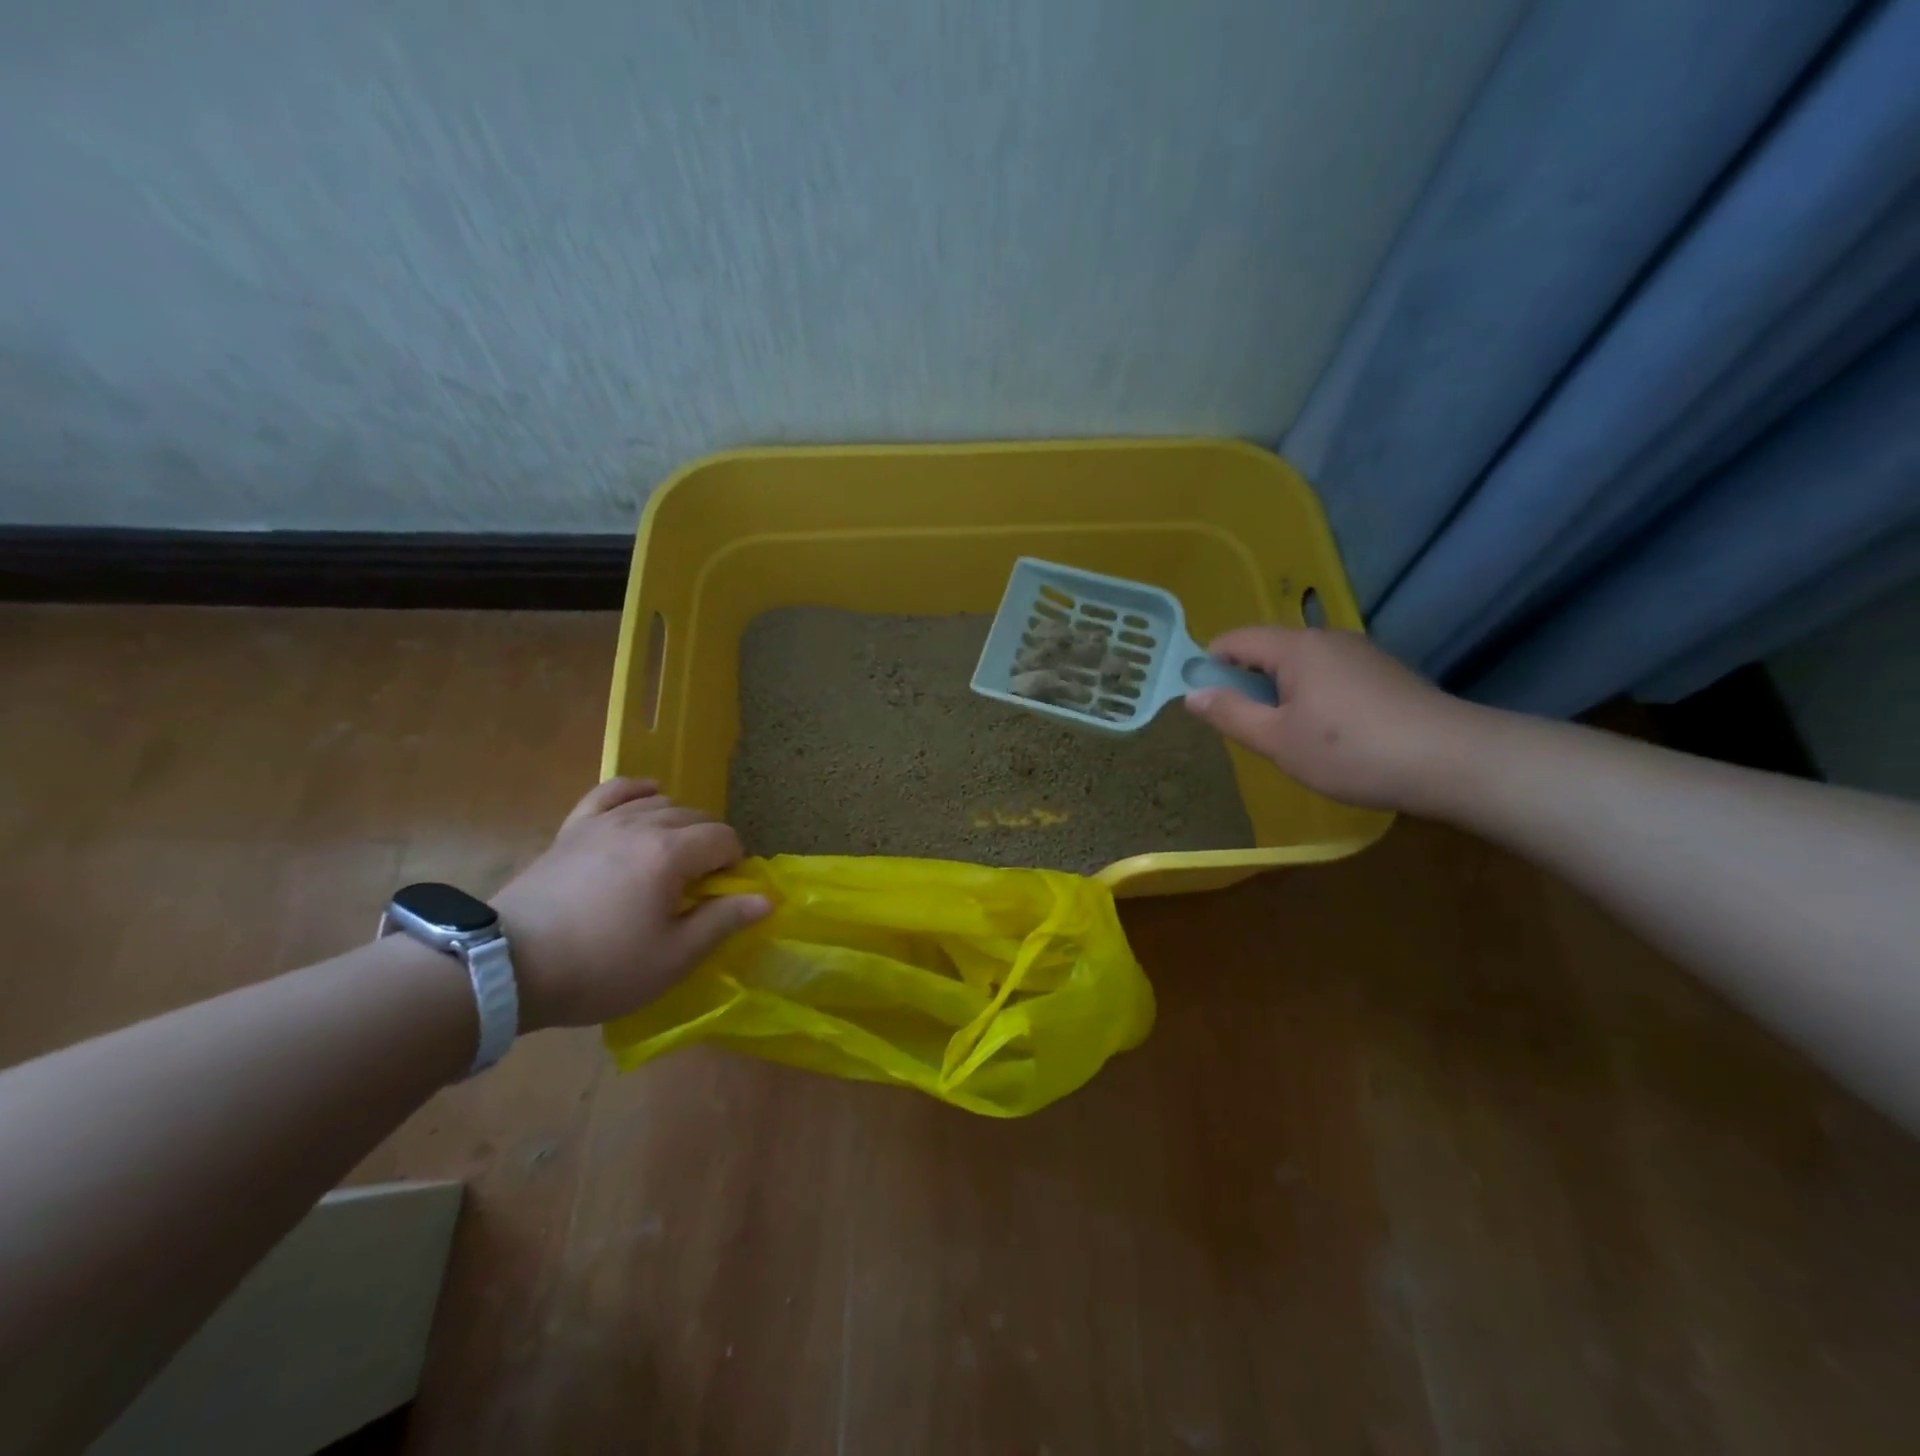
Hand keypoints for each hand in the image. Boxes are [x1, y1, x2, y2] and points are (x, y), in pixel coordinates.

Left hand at [491, 779, 770, 1030]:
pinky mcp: (574, 828)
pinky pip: (613, 792)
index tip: (721, 897)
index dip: (733, 865)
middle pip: (696, 818)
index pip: (724, 839)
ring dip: (679, 826)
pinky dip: (636, 791)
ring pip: (661, 804)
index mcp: (671, 853)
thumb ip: (723, 921)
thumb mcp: (672, 957)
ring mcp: (604, 822)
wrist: (508, 967)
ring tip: (672, 859)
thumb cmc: (600, 966)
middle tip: (699, 887)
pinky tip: (648, 796)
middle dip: (710, 846)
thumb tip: (766, 899)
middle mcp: (642, 824)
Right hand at [1182, 627, 1484, 813]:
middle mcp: (1328, 639)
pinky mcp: (1385, 674)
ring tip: (1286, 736)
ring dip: (1280, 692)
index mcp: (1296, 647)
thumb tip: (1192, 695)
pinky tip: (1328, 734)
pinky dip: (1313, 696)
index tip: (1203, 701)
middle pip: (1268, 650)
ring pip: (1301, 665)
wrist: (1454, 761)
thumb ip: (1230, 714)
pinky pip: (1330, 675)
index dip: (1209, 665)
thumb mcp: (1277, 740)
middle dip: (1246, 683)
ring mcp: (1361, 654)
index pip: (1235, 640)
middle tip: (1245, 727)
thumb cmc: (1351, 751)